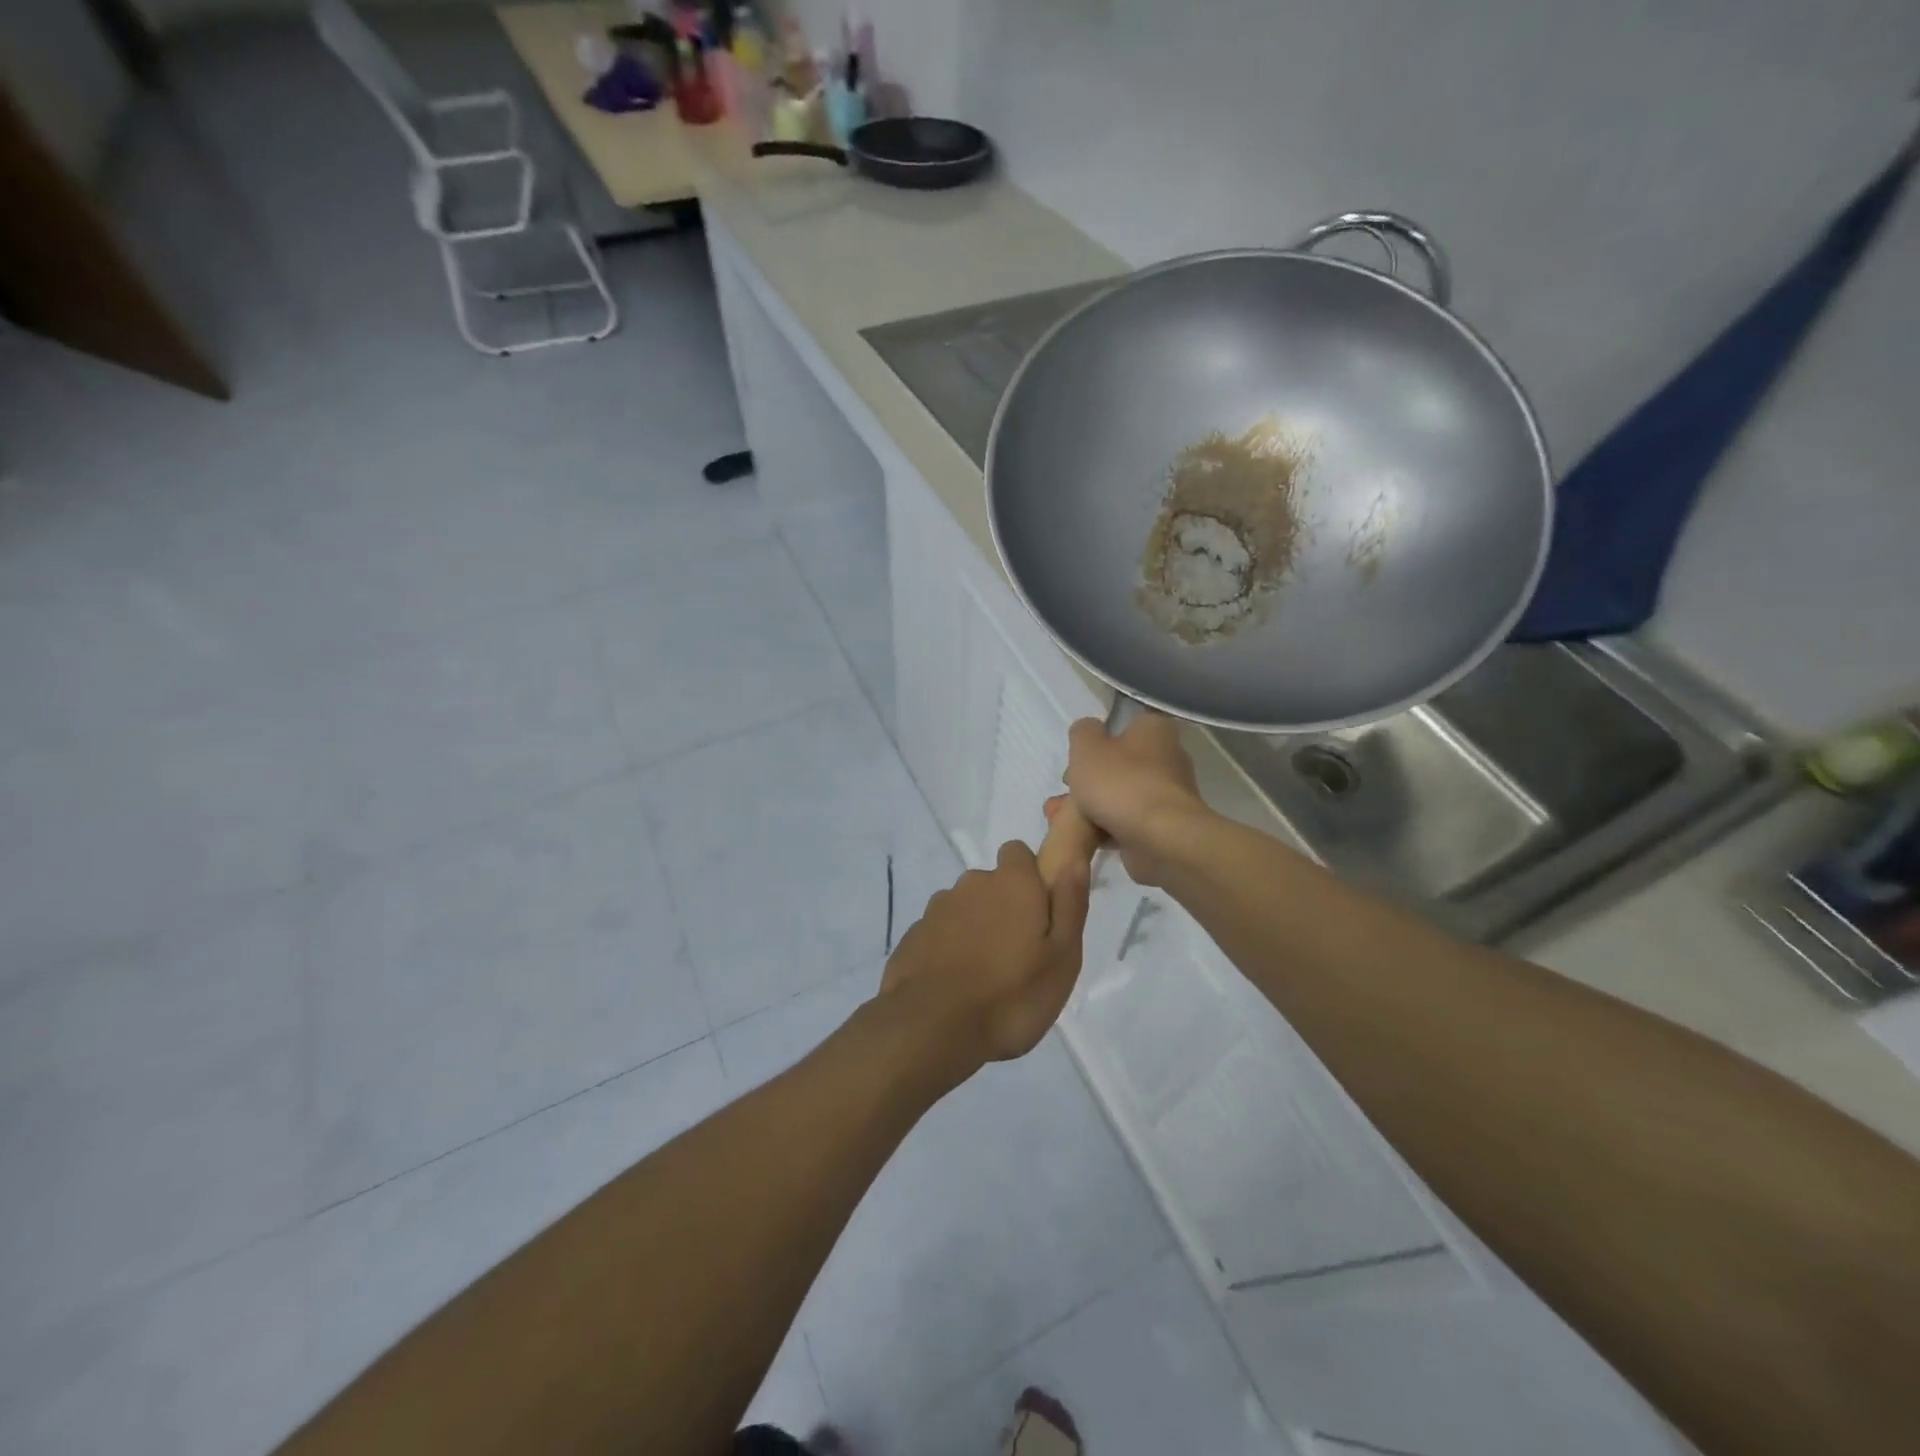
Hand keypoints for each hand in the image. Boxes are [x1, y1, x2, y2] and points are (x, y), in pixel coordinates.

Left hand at [879, 841, 1090, 1068]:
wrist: (932, 1028)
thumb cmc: (1011, 995)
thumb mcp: (1062, 958)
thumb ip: (1070, 904)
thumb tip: (1075, 860)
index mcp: (1011, 883)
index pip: (1018, 852)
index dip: (1029, 876)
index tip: (1038, 912)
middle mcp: (971, 884)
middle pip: (991, 883)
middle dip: (1003, 907)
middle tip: (1017, 955)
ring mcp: (937, 909)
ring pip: (964, 908)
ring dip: (975, 929)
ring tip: (985, 976)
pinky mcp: (913, 936)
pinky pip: (939, 933)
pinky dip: (948, 949)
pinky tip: (955, 985)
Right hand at [1051, 712, 1210, 886]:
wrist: (1159, 839)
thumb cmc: (1121, 783)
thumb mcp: (1087, 746)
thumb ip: (1083, 732)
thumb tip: (1089, 731)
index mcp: (1155, 730)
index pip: (1123, 727)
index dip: (1097, 742)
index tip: (1076, 760)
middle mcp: (1168, 758)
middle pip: (1119, 765)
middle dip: (1089, 780)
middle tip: (1066, 791)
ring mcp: (1167, 795)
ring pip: (1119, 796)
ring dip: (1091, 806)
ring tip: (1062, 817)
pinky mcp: (1163, 827)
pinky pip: (1126, 823)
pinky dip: (1104, 828)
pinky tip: (1082, 836)